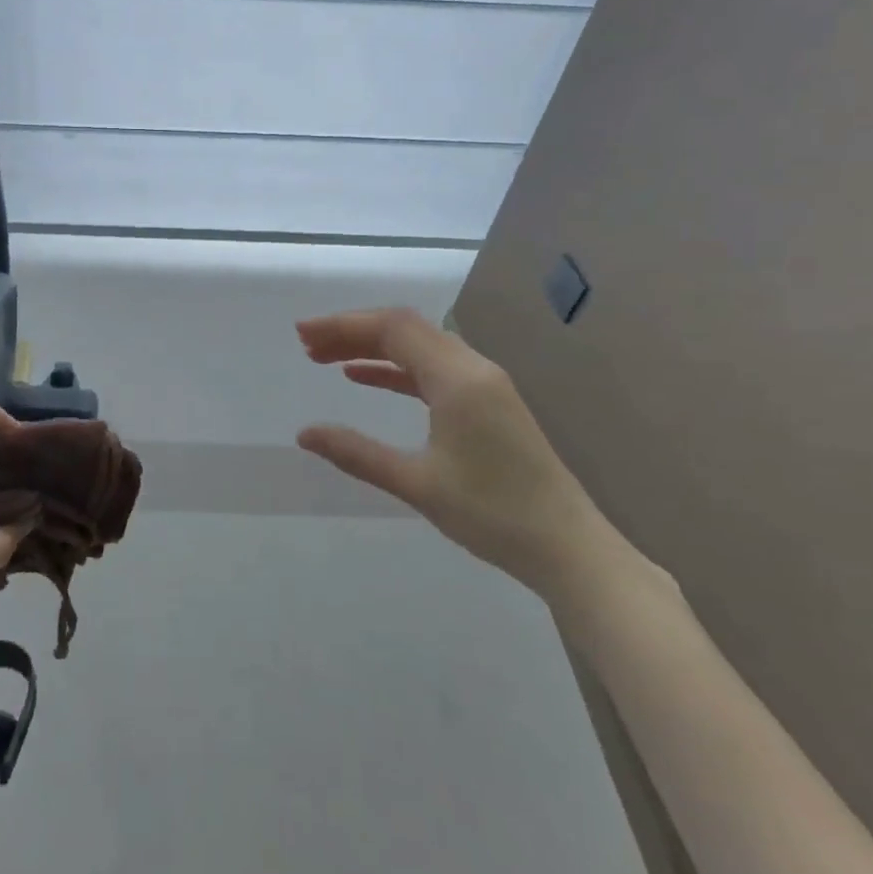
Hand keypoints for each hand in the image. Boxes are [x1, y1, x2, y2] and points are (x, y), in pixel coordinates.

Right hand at [295, 307, 634, 599]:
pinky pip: (433, 369)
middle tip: (306, 345)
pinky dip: (396, 368)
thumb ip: (357, 453)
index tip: (303, 334)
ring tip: (326, 359)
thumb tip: (304, 434)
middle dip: (353, 332)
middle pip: (405, 329)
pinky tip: (365, 379)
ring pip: (418, 347)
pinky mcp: (488, 402)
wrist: (569, 548)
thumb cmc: (493, 515)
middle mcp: (473, 368)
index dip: (344, 325)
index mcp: (458, 379)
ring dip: (372, 348)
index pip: (393, 328)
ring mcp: (485, 383)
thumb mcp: (417, 484)